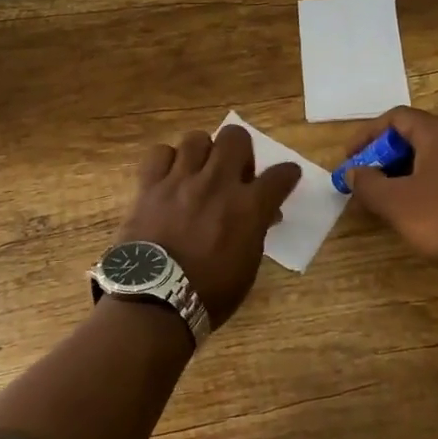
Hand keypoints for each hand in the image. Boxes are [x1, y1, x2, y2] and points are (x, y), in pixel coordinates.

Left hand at [113, 124, 300, 326]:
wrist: (155, 301)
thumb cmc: (209, 294)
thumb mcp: (246, 267)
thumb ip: (256, 232)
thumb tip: (265, 214)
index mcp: (248, 207)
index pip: (280, 175)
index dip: (287, 174)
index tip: (285, 176)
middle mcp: (217, 184)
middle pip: (236, 137)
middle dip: (240, 150)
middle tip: (234, 172)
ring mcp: (181, 180)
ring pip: (196, 138)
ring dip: (203, 152)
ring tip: (199, 172)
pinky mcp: (150, 185)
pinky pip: (160, 153)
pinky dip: (166, 161)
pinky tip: (169, 177)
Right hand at [342, 106, 437, 284]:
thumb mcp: (396, 204)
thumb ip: (367, 183)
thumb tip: (353, 171)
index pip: (395, 118)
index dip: (367, 136)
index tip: (349, 161)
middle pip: (417, 135)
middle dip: (386, 157)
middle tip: (367, 182)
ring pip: (437, 156)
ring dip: (408, 171)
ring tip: (391, 198)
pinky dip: (432, 183)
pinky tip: (425, 210)